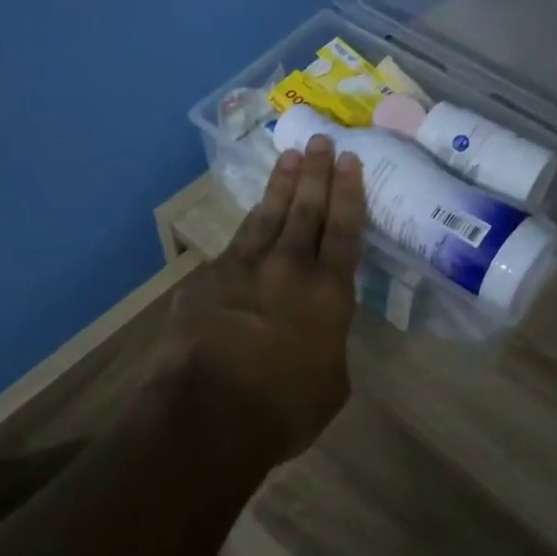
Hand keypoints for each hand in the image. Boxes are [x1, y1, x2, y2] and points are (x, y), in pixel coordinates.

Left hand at [158, 137, 365, 463]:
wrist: (207, 415)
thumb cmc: (283, 410)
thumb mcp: (331, 383)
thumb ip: (329, 345)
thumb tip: (318, 333)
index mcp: (329, 293)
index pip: (344, 230)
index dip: (349, 193)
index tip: (349, 160)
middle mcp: (290, 268)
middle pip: (306, 210)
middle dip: (316, 173)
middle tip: (320, 140)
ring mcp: (244, 268)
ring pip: (268, 215)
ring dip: (281, 185)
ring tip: (289, 157)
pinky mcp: (208, 278)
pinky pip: (235, 245)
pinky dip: (249, 227)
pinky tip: (252, 217)